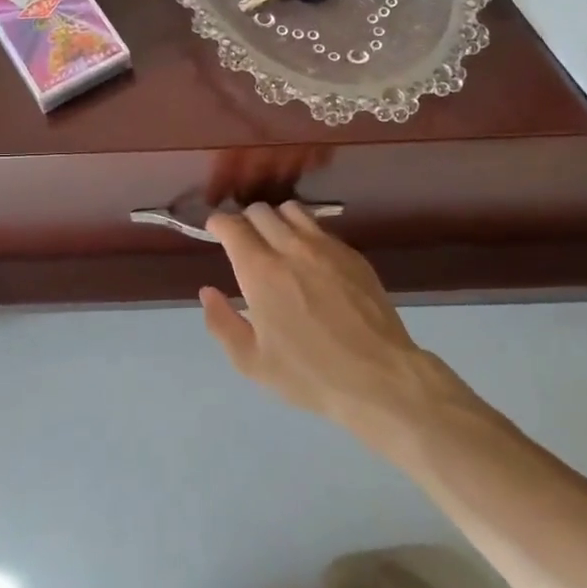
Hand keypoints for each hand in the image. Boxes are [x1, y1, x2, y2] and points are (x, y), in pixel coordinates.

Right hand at [200, 202, 468, 438]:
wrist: (378, 377)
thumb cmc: (309, 374)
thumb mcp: (252, 362)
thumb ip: (222, 323)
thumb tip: (208, 292)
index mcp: (261, 272)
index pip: (233, 226)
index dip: (219, 224)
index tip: (216, 231)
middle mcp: (292, 248)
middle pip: (261, 211)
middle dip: (245, 220)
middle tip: (243, 241)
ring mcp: (327, 247)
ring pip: (293, 210)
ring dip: (276, 219)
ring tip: (275, 242)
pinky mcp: (353, 255)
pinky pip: (321, 228)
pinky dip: (305, 233)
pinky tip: (308, 259)